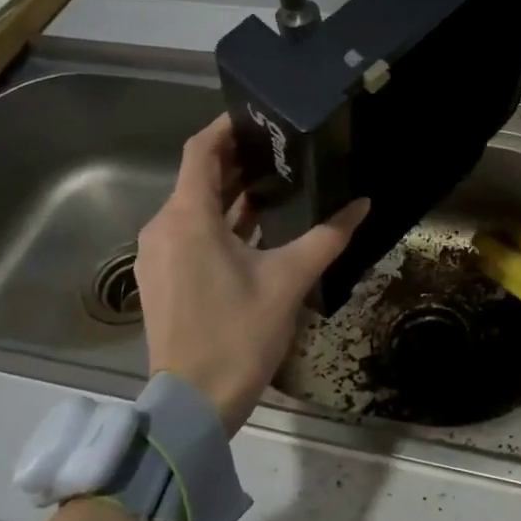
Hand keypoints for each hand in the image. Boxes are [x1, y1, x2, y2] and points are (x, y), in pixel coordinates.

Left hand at [135, 116, 368, 434]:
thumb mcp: (289, 281)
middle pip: (198, 179)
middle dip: (236, 163)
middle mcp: (162, 228)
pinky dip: (218, 226)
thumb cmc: (238, 334)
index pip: (201, 151)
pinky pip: (188, 237)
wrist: (193, 403)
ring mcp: (157, 257)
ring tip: (275, 187)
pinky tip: (254, 233)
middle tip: (279, 151)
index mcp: (186, 217)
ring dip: (229, 197)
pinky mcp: (161, 281)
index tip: (258, 117)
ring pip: (193, 211)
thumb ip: (326, 237)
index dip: (227, 128)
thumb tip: (362, 205)